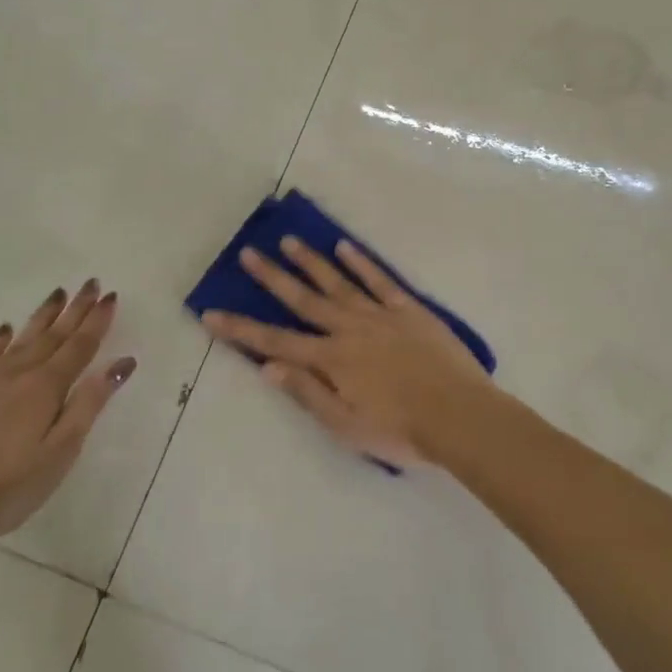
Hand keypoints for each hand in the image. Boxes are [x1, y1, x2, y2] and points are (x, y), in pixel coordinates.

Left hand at [0, 280, 135, 538]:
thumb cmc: (5, 485)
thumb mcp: (59, 451)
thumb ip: (89, 404)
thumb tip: (121, 363)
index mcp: (47, 388)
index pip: (80, 346)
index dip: (97, 322)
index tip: (110, 296)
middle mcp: (18, 373)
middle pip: (53, 335)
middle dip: (75, 309)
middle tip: (91, 283)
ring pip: (22, 337)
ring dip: (43, 315)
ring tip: (57, 294)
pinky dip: (0, 338)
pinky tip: (5, 328)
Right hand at [200, 238, 490, 465]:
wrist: (461, 417)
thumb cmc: (401, 430)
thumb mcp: (346, 426)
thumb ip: (307, 393)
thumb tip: (267, 367)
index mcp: (331, 360)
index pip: (275, 343)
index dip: (240, 329)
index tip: (211, 313)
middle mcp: (349, 330)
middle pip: (303, 300)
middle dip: (272, 278)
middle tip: (247, 253)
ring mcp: (380, 315)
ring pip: (338, 282)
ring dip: (311, 262)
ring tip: (288, 241)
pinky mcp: (410, 310)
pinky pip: (381, 280)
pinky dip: (361, 262)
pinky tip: (344, 246)